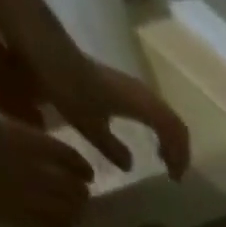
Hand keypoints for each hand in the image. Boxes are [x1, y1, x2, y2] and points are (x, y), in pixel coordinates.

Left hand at [31, 50, 190, 179]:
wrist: (46, 48)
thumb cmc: (69, 87)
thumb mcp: (90, 125)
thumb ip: (113, 148)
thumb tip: (130, 165)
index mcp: (143, 106)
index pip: (174, 132)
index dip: (179, 157)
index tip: (173, 178)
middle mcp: (144, 95)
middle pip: (175, 125)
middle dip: (178, 151)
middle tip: (173, 172)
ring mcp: (136, 89)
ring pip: (166, 118)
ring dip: (170, 141)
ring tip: (164, 160)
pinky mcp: (125, 87)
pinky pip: (154, 112)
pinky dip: (159, 131)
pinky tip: (148, 141)